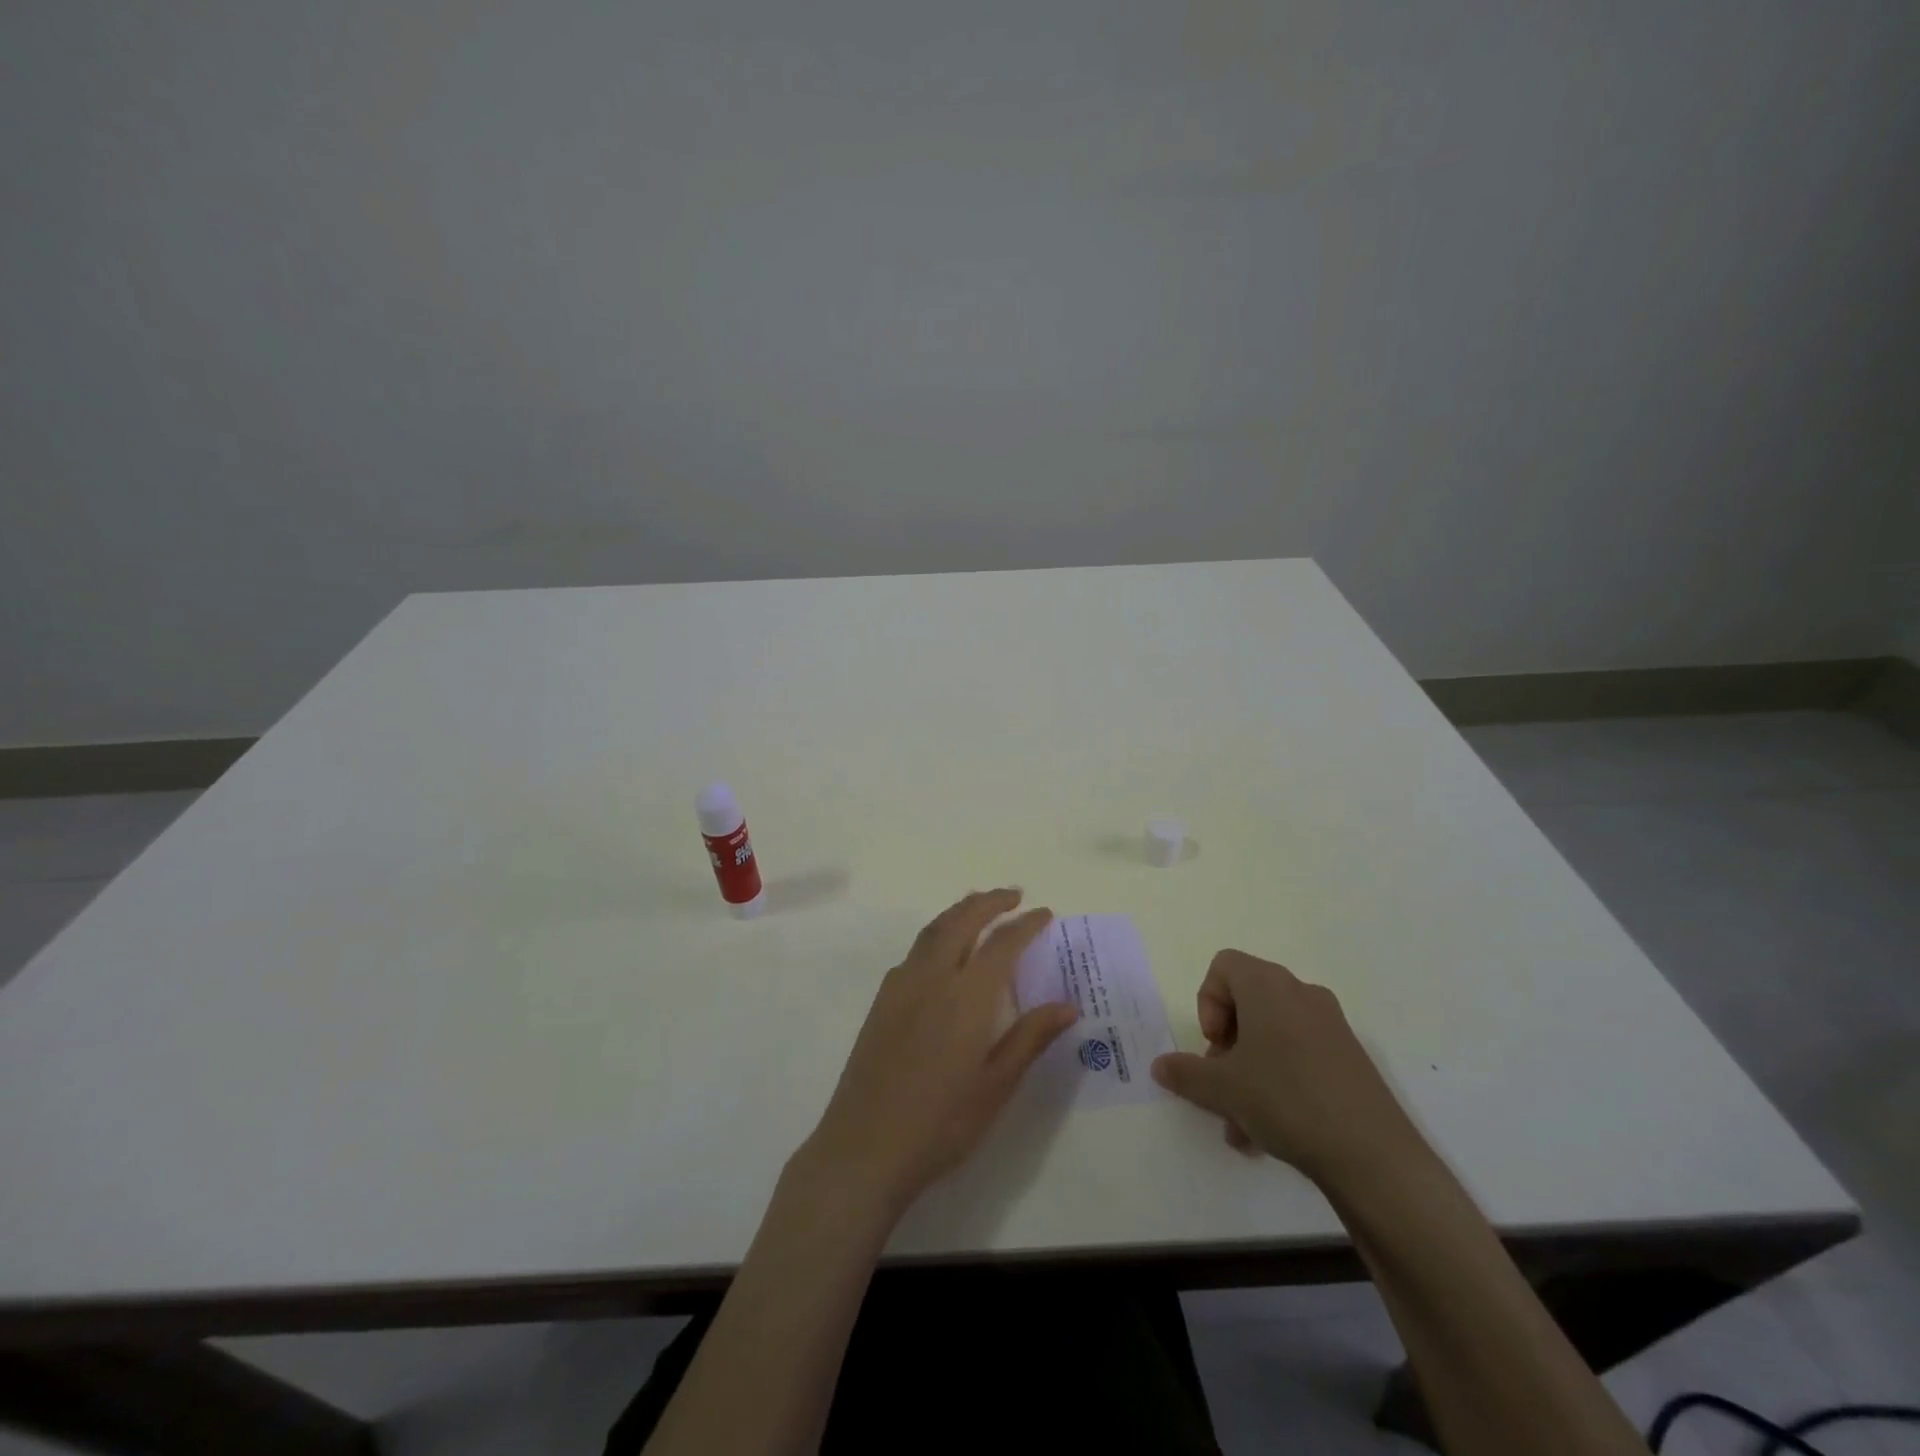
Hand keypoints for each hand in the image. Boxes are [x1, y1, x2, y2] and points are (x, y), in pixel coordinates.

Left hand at [798, 889, 1078, 1217]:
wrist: (865, 1147)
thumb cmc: (941, 1123)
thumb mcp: (996, 1086)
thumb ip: (1030, 1038)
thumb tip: (1068, 1005)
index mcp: (966, 997)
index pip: (1002, 944)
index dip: (1026, 924)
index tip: (1044, 913)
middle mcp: (932, 978)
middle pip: (961, 921)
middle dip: (988, 901)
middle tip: (1012, 895)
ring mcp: (901, 986)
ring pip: (933, 930)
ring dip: (959, 911)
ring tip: (979, 906)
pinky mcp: (881, 1001)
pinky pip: (914, 952)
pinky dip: (936, 935)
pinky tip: (942, 953)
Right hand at [1151, 950, 1420, 1187]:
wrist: (1374, 1156)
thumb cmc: (1286, 1100)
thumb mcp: (1221, 1088)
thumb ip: (1184, 1073)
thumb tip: (1159, 1065)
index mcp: (1268, 986)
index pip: (1223, 966)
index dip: (1207, 1002)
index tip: (1213, 1045)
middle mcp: (1301, 994)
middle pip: (1247, 1002)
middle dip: (1226, 1045)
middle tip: (1222, 1085)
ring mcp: (1331, 1026)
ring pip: (1271, 1036)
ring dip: (1248, 1071)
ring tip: (1239, 1124)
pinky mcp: (1350, 1059)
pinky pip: (1299, 1056)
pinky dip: (1277, 1082)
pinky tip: (1269, 1132)